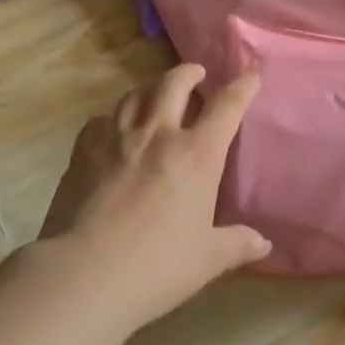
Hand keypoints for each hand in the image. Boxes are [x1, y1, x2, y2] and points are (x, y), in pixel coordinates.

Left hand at [36, 64, 270, 329]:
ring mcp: (115, 139)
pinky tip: (113, 127)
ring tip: (156, 93)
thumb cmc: (157, 266)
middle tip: (196, 73)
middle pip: (173, 85)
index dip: (241, 88)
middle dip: (189, 73)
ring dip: (150, 87)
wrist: (85, 272)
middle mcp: (156, 135)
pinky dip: (113, 117)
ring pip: (134, 95)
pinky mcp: (83, 151)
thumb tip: (262, 243)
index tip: (250, 76)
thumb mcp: (206, 259)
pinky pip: (100, 120)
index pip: (226, 108)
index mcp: (196, 155)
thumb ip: (236, 245)